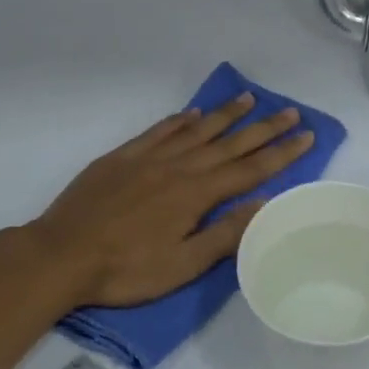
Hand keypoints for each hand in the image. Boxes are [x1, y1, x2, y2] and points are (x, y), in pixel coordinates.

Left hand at [28, 92, 314, 309]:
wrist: (62, 254)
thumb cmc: (126, 269)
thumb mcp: (182, 265)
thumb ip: (224, 234)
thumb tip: (263, 204)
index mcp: (195, 195)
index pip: (249, 169)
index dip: (280, 153)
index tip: (306, 135)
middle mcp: (177, 167)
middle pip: (228, 143)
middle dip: (263, 127)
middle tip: (290, 111)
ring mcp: (147, 158)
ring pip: (195, 130)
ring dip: (225, 115)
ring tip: (249, 99)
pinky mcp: (122, 157)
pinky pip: (159, 131)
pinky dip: (179, 120)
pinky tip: (191, 114)